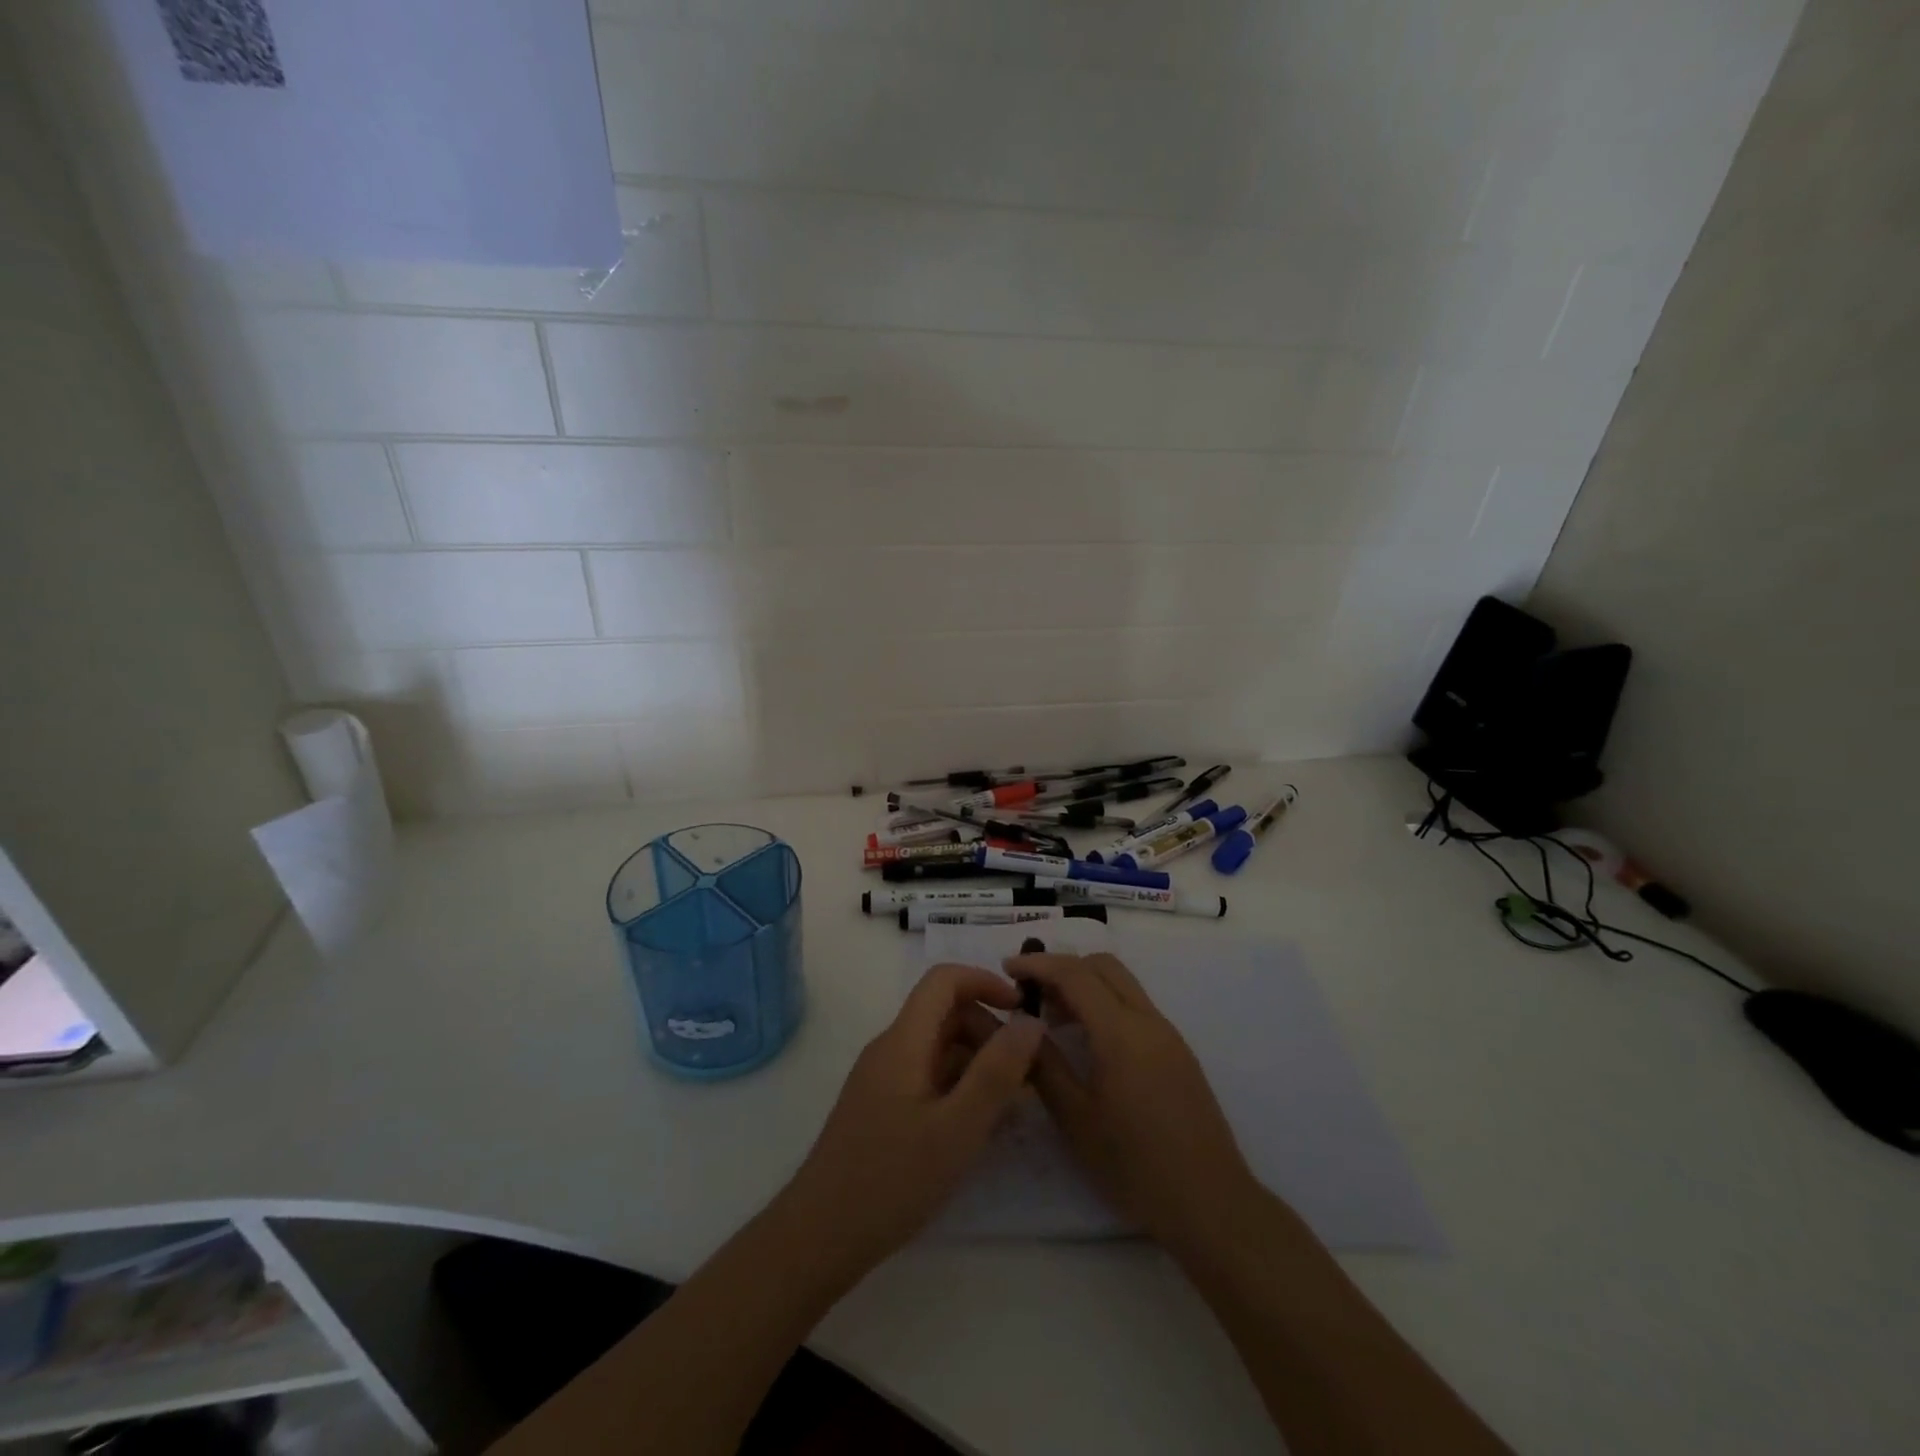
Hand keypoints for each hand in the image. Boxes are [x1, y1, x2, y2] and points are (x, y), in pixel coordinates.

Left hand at [785, 963, 1044, 1277]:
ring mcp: (883, 1078)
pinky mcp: (881, 1106)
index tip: (1022, 1011)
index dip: (985, 982)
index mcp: (904, 1040)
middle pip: (945, 1013)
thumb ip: (996, 1073)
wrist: (819, 1237)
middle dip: (988, 1031)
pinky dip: (958, 1087)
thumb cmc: (891, 1180)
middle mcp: (890, 1048)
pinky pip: (927, 1076)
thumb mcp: (958, 1128)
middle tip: (1025, 1074)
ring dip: (977, 1062)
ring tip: (1009, 1106)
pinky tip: (977, 1127)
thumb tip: (1030, 1021)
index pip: (944, 980)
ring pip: (938, 1048)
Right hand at [1008, 951, 1261, 1255]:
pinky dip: (1105, 1004)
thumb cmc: (1135, 1166)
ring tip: (1052, 1019)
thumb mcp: (1076, 1119)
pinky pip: (1135, 1007)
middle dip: (1063, 967)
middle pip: (1103, 966)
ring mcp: (1168, 1034)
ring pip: (1122, 984)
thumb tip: (1020, 1028)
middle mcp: (1148, 1020)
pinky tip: (1087, 1041)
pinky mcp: (1178, 1052)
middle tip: (1031, 993)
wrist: (1211, 1204)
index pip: (1075, 974)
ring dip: (1085, 986)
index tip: (1007, 968)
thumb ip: (1045, 1065)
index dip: (1038, 963)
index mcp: (1121, 1032)